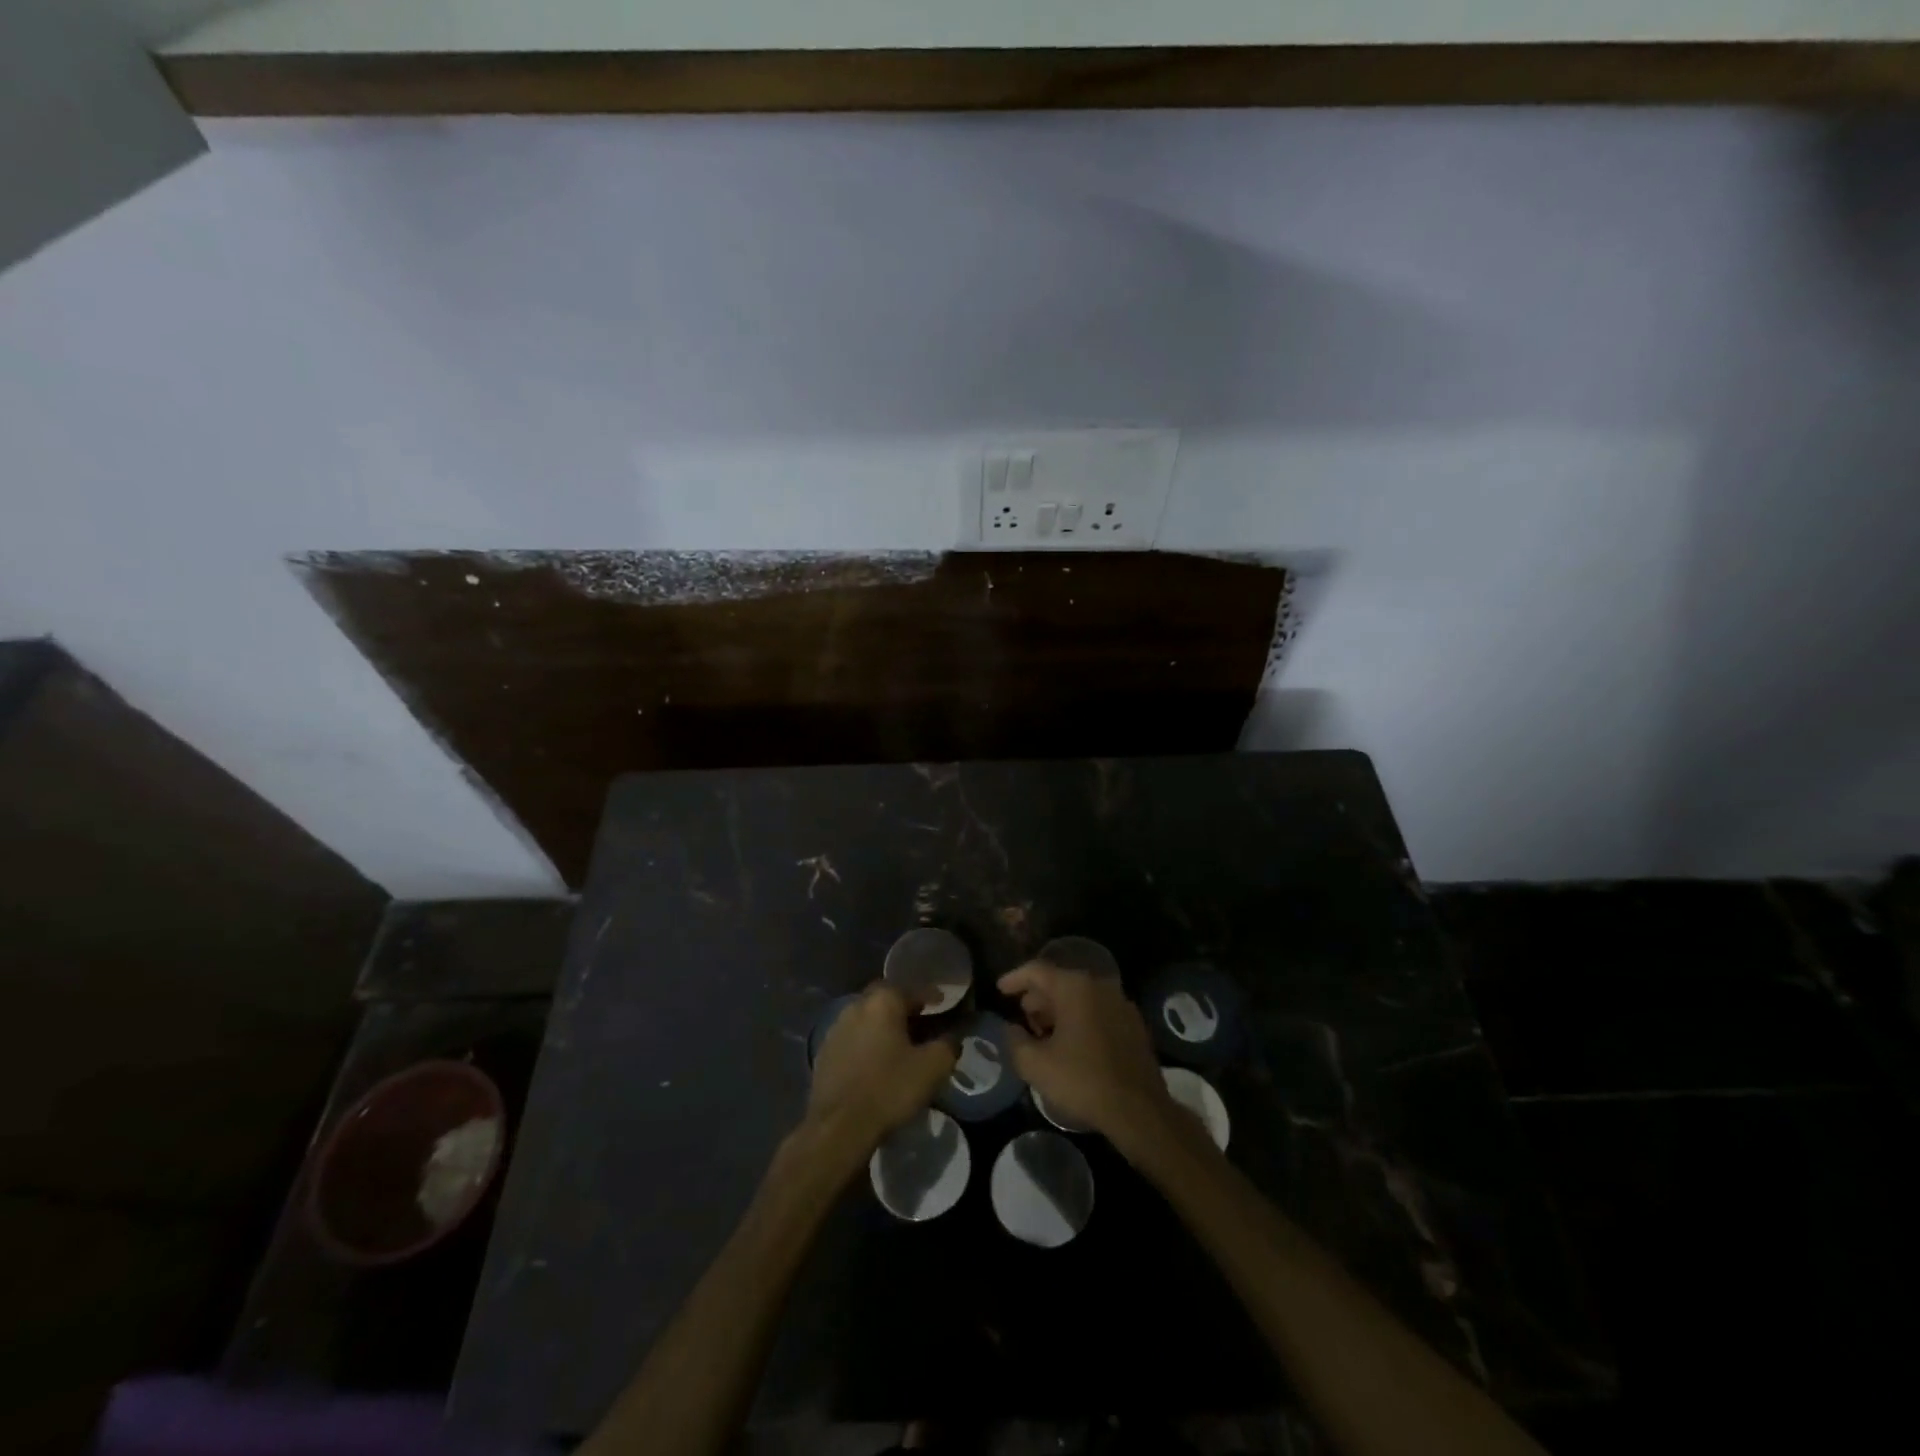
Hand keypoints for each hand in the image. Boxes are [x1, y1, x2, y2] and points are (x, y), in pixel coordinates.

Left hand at [805, 984, 956, 1154]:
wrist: (839, 1127)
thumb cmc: (890, 1089)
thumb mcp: (932, 1068)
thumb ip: (947, 1045)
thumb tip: (952, 1037)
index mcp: (882, 1002)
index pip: (911, 989)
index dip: (930, 996)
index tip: (942, 1003)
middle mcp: (856, 1006)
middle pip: (884, 999)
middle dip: (903, 1006)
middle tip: (920, 1020)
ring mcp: (835, 1029)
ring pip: (866, 1018)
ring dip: (882, 1025)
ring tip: (899, 1043)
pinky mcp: (824, 1053)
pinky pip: (852, 1039)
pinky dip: (866, 1044)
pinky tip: (875, 1061)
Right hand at [998, 961, 1175, 1148]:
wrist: (1139, 1110)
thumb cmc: (1083, 1081)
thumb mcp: (1036, 1065)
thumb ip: (1014, 1041)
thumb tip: (1011, 1028)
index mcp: (1075, 987)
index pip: (1037, 970)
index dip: (1014, 979)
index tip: (1000, 990)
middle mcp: (1100, 986)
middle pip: (1060, 982)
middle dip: (1038, 998)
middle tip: (1022, 1016)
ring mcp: (1120, 1003)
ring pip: (1081, 997)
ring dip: (1059, 1010)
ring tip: (1044, 1033)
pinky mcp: (1133, 1024)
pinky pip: (1098, 1011)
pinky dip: (1080, 1019)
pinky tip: (1072, 1044)